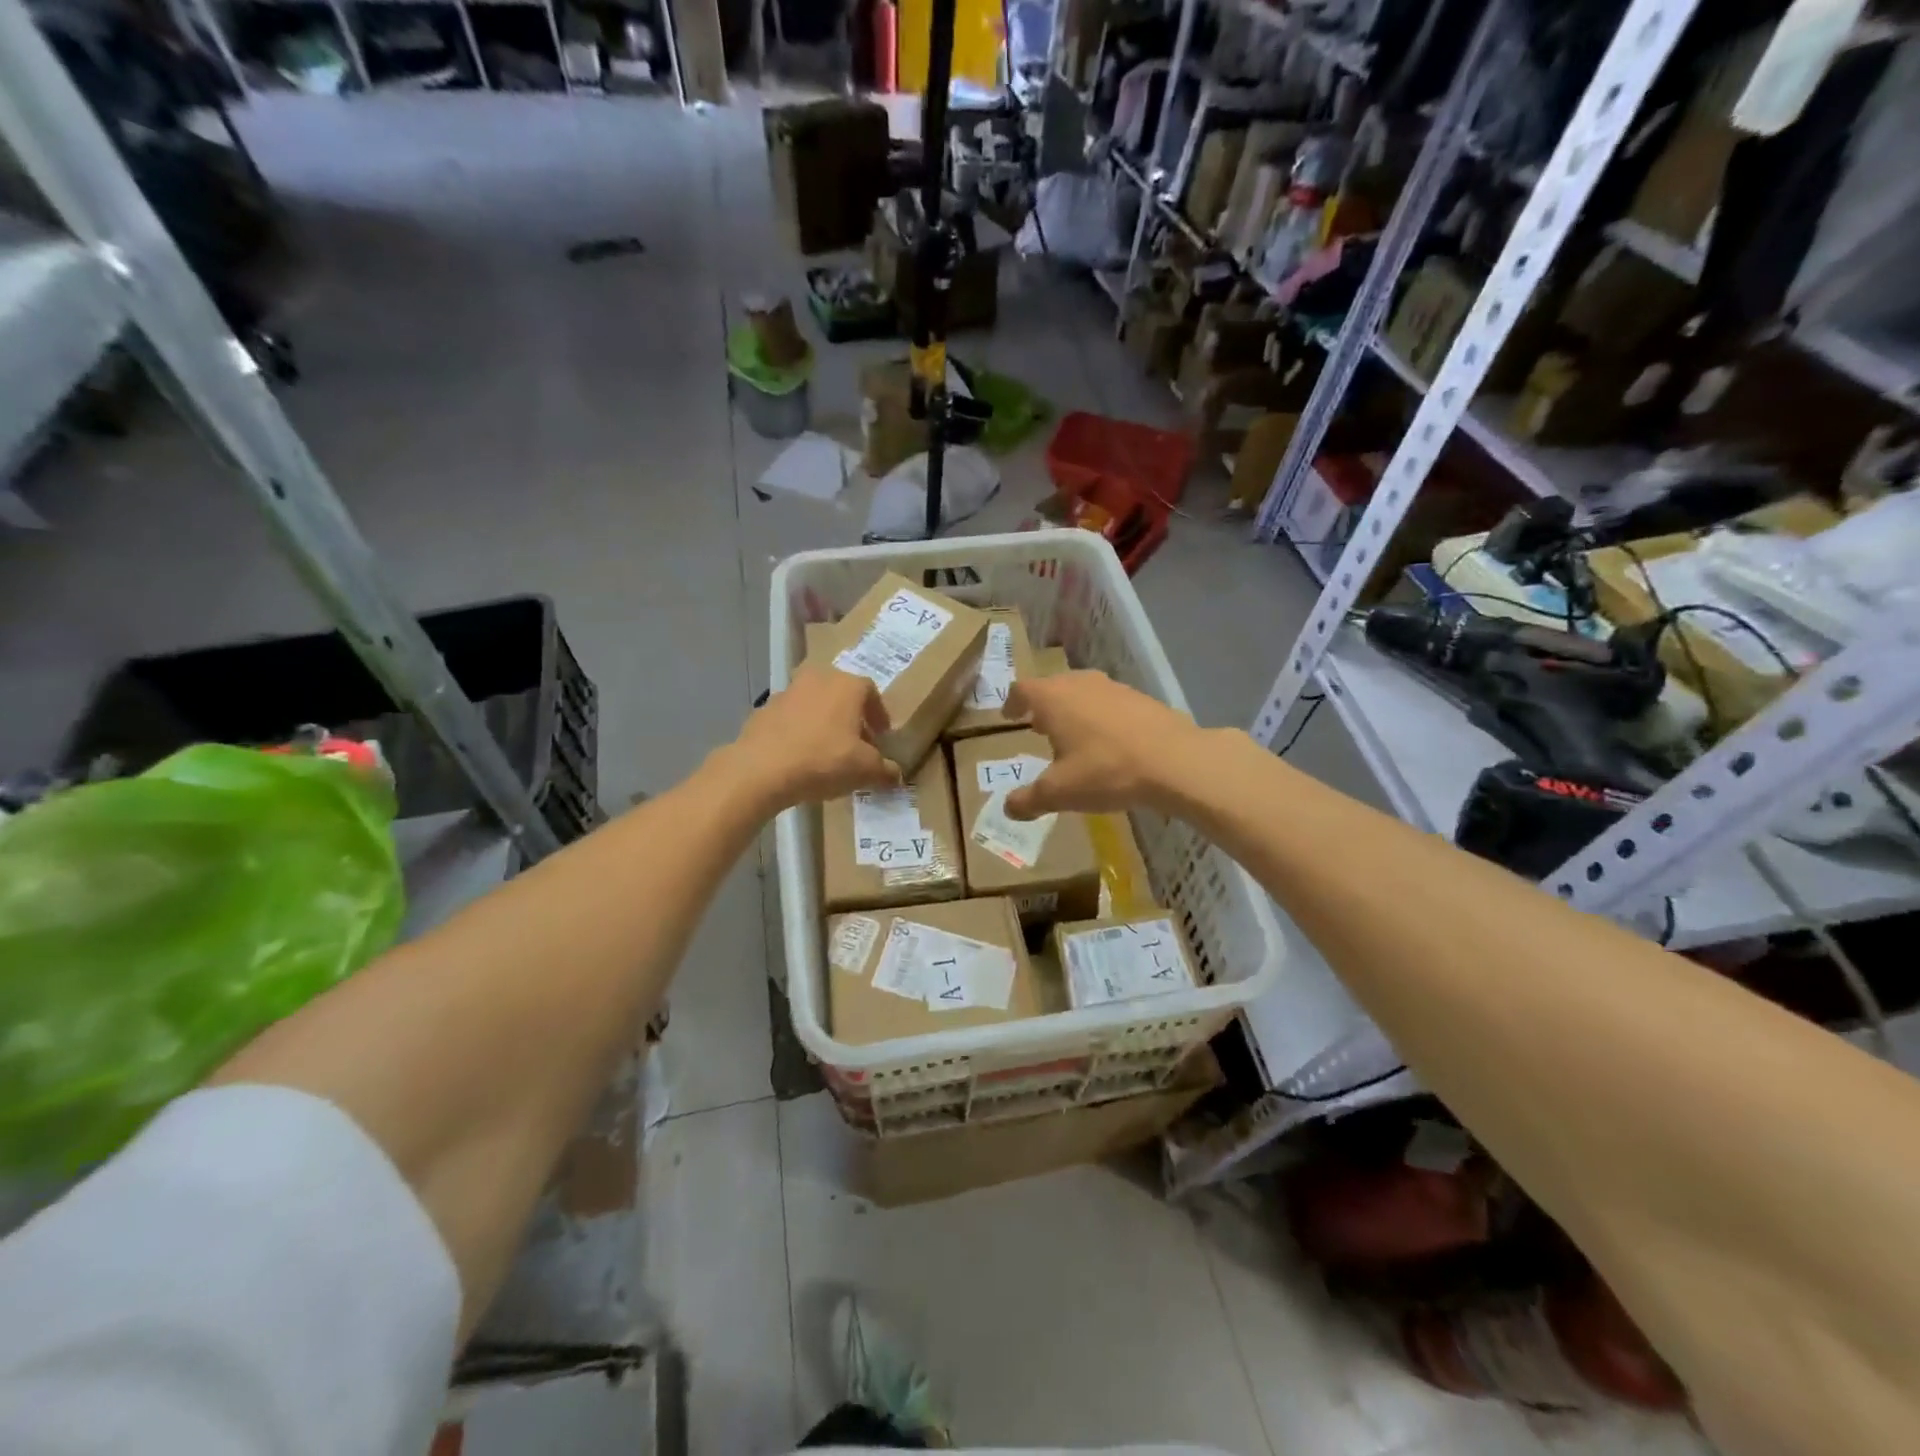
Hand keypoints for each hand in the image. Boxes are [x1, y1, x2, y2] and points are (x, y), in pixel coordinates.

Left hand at [728, 665, 899, 809]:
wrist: (760, 769)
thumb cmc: (823, 761)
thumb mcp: (865, 770)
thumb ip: (885, 770)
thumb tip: (896, 774)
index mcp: (846, 685)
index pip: (871, 692)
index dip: (879, 715)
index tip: (881, 737)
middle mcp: (817, 679)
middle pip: (841, 695)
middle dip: (851, 718)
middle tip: (857, 744)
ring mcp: (786, 693)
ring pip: (814, 705)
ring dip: (824, 723)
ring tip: (827, 752)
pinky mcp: (762, 711)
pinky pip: (790, 720)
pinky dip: (799, 733)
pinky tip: (800, 757)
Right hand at [1003, 671, 1202, 819]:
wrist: (1176, 761)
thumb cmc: (1106, 771)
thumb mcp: (1060, 793)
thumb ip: (1029, 800)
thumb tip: (1007, 808)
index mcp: (1053, 698)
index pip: (1022, 689)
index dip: (1012, 703)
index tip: (1009, 716)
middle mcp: (1080, 683)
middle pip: (1053, 686)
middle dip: (1043, 706)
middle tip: (1038, 728)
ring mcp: (1114, 687)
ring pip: (1083, 692)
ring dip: (1073, 710)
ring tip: (1073, 736)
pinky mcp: (1142, 698)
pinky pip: (1109, 703)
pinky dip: (1100, 717)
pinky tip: (1109, 743)